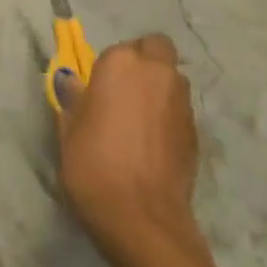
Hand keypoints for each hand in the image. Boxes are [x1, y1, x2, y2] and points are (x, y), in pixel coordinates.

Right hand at [57, 34, 206, 266]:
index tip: (100, 90)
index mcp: (121, 62)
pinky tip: (153, 145)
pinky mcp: (197, 133)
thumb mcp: (68, 128)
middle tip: (126, 93)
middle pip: (156, 50)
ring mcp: (182, 102)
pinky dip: (168, 118)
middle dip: (145, 63)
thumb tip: (72, 82)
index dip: (111, 67)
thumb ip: (74, 98)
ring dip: (159, 89)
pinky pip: (179, 110)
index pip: (120, 48)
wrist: (142, 218)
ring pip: (172, 80)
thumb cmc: (94, 164)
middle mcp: (157, 72)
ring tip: (140, 121)